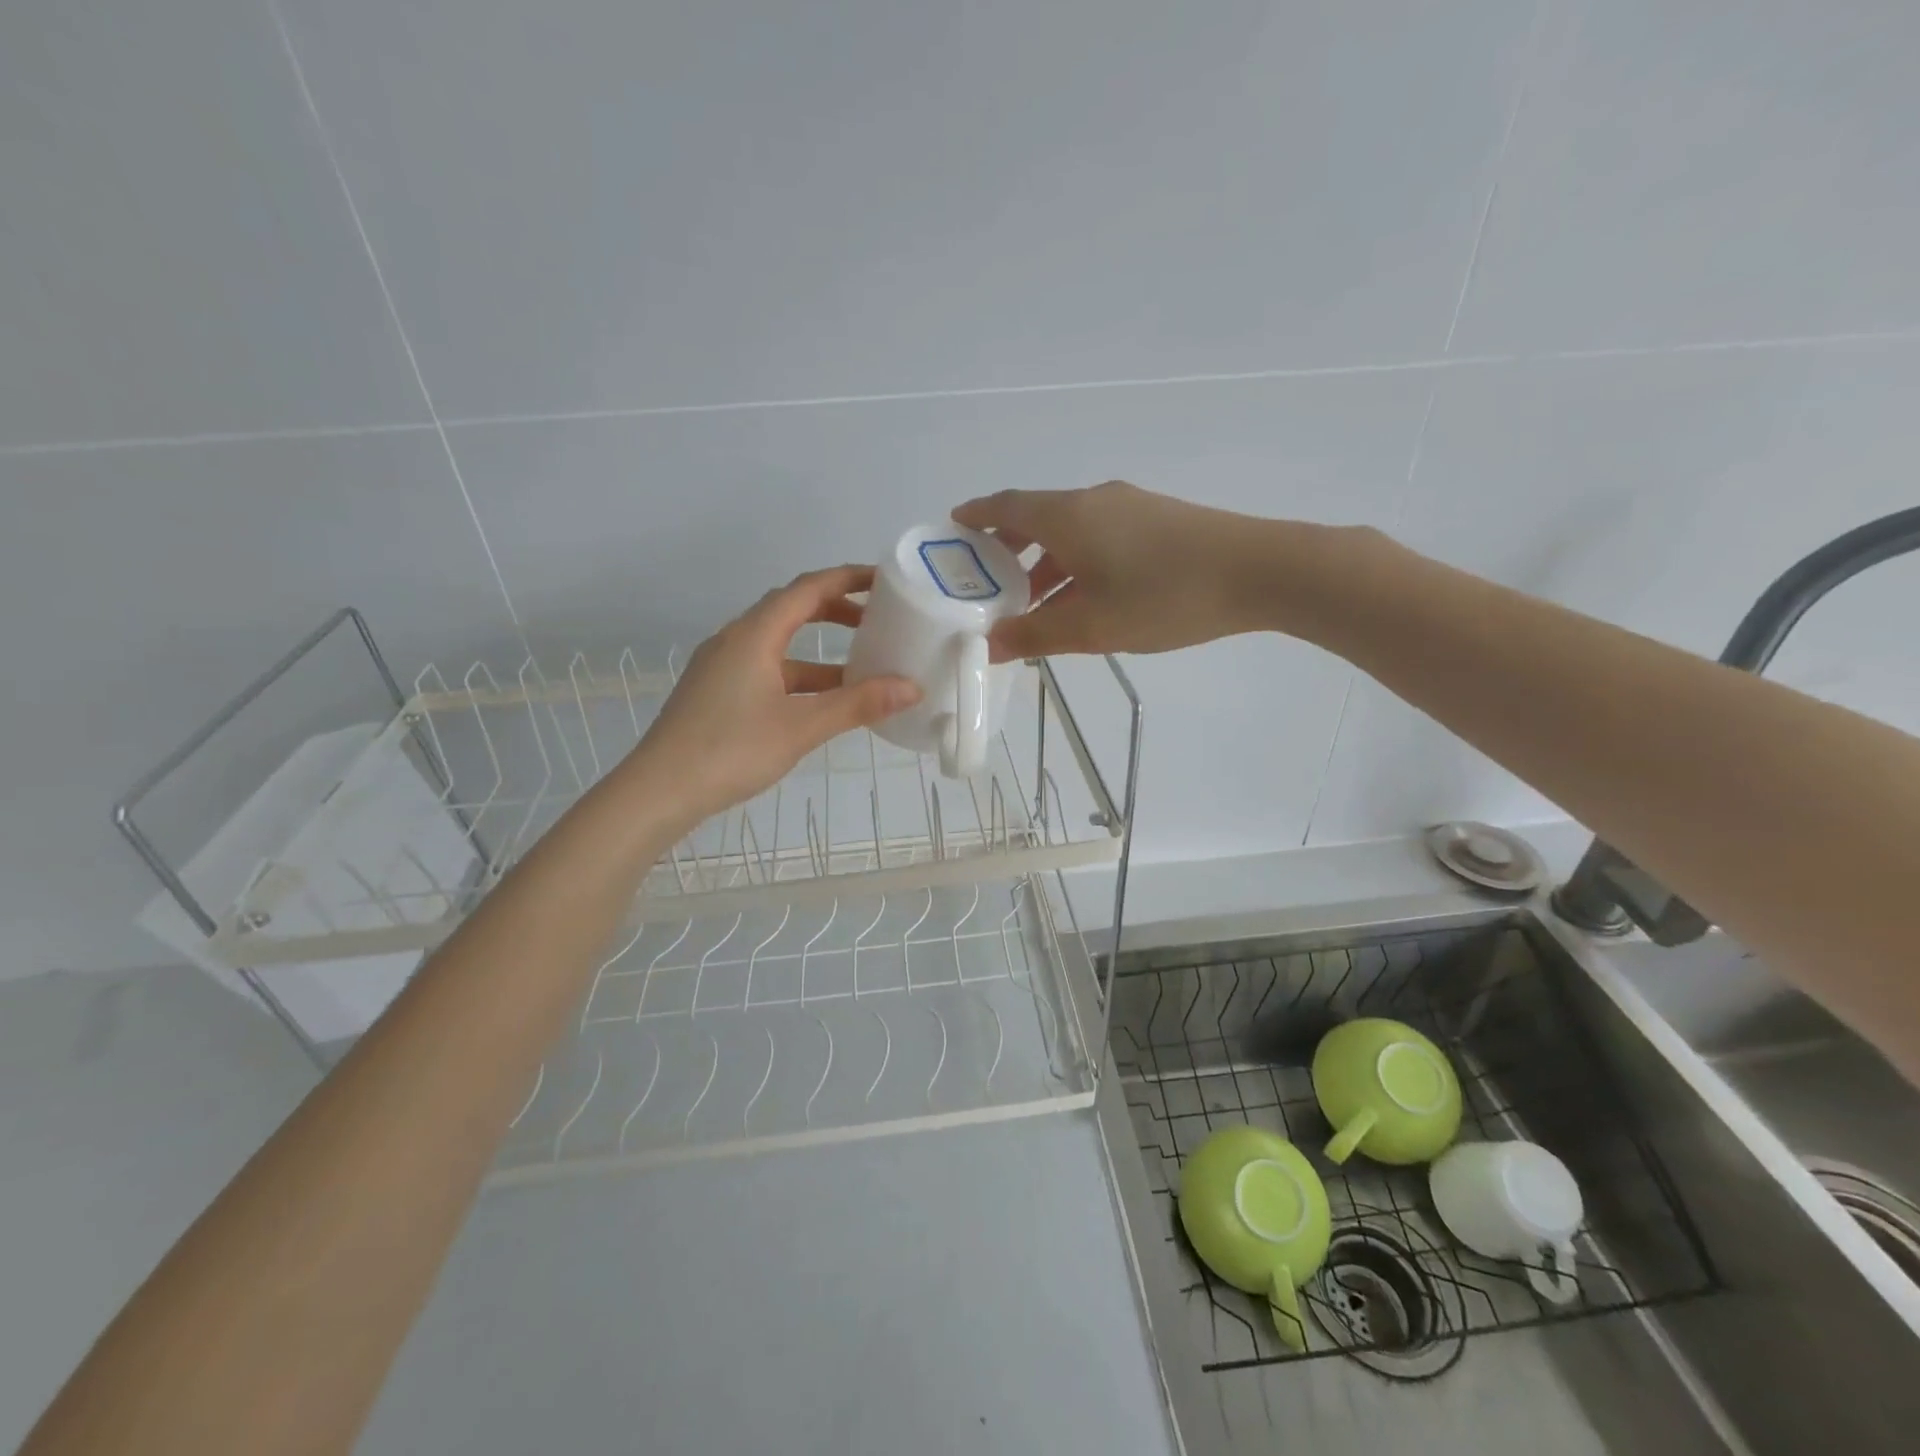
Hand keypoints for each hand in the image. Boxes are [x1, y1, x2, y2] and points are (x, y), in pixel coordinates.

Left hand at [631, 566, 921, 822]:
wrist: (659, 791)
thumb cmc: (731, 750)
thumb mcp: (802, 727)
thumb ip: (857, 704)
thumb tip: (912, 687)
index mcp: (754, 635)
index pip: (807, 589)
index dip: (847, 579)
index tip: (884, 581)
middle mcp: (735, 640)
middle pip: (791, 610)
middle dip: (835, 611)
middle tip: (875, 621)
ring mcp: (722, 667)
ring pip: (778, 645)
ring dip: (818, 652)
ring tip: (859, 668)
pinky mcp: (716, 692)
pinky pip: (766, 669)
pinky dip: (798, 676)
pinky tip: (819, 702)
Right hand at [952, 481, 1272, 660]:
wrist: (1259, 571)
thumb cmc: (1164, 596)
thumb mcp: (1092, 626)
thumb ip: (1036, 635)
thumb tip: (989, 644)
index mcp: (1068, 516)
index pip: (1006, 506)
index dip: (976, 517)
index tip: (952, 529)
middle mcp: (1094, 500)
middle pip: (1037, 517)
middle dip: (1008, 549)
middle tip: (987, 583)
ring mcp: (1129, 506)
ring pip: (1071, 531)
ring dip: (1045, 563)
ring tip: (1033, 604)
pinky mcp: (1157, 520)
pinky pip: (1099, 537)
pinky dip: (1077, 562)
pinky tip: (1085, 597)